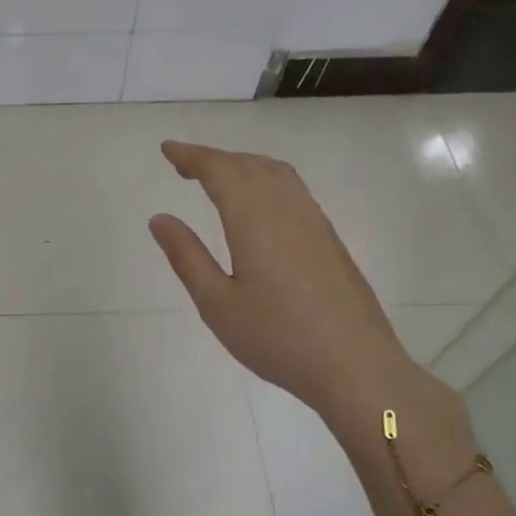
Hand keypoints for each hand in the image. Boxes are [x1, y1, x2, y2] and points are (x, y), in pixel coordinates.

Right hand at [148, 140, 433, 437]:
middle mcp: (288, 210)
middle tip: (184, 163)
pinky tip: (259, 204)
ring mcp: (314, 223)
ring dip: (243, 166)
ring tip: (218, 176)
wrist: (355, 366)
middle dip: (215, 158)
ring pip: (277, 174)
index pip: (220, 171)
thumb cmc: (276, 338)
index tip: (167, 149)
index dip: (192, 156)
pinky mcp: (329, 240)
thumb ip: (187, 257)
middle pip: (250, 166)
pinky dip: (266, 180)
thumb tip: (160, 219)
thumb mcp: (217, 303)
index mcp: (255, 220)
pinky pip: (293, 191)